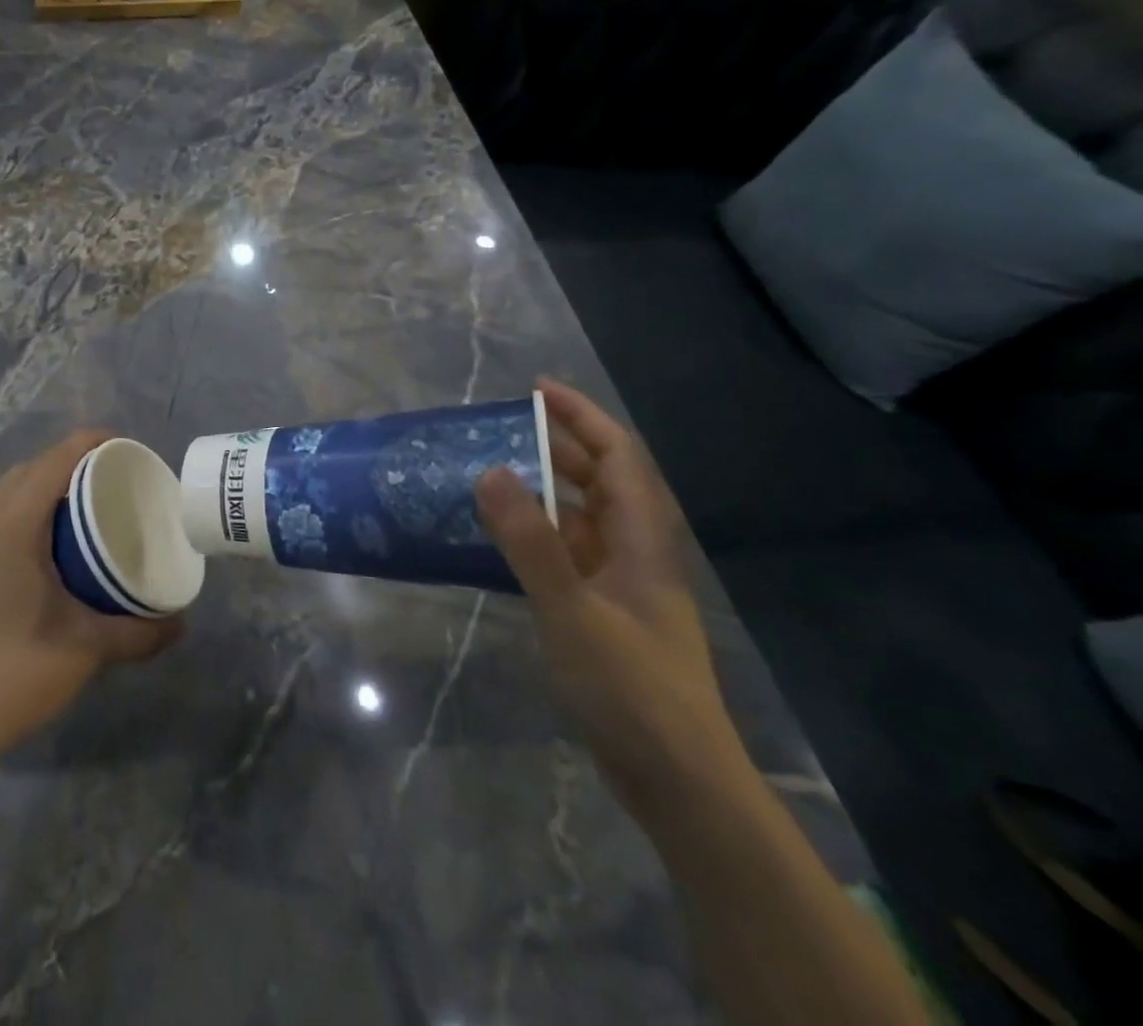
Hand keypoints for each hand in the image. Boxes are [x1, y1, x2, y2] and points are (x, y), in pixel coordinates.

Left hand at [0, 430, 183, 765]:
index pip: (55, 459)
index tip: (127, 452)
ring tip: (77, 508)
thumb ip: (140, 632)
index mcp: (12, 522)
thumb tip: (182, 623)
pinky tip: (34, 544)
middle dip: (70, 463)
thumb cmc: (15, 671)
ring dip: (40, 486)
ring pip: (4, 490)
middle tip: (111, 483)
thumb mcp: (87, 649)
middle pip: (30, 468)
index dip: (92, 444)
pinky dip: (16, 509)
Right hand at [476, 380, 747, 818]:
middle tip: (501, 428)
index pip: (618, 456)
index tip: (537, 389)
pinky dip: (538, 535)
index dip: (582, 416)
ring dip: (544, 490)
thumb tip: (492, 471)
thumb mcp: (573, 612)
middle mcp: (635, 553)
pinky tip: (502, 540)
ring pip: (582, 518)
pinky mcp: (604, 614)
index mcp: (642, 541)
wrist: (679, 782)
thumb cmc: (633, 691)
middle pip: (601, 481)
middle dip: (558, 445)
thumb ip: (531, 543)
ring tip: (493, 473)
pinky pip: (568, 554)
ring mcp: (621, 586)